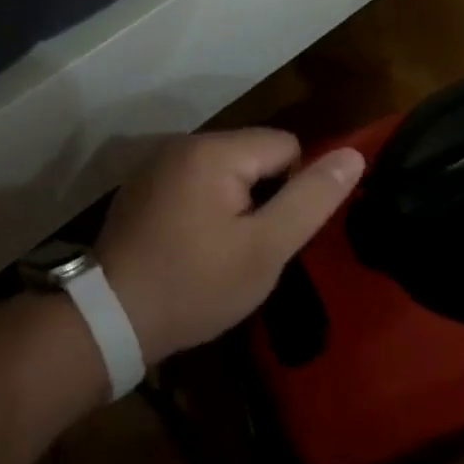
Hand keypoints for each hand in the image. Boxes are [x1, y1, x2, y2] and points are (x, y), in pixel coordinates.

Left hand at [94, 129, 365, 363]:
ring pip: (226, 169)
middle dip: (261, 195)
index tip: (268, 234)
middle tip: (244, 247)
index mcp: (214, 150)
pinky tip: (189, 245)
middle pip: (254, 154)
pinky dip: (204, 205)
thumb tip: (355, 155)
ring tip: (217, 250)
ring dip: (234, 201)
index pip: (286, 145)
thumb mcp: (265, 249)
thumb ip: (311, 198)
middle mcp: (184, 142)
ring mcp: (157, 163)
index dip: (291, 191)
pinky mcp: (142, 185)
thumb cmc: (195, 286)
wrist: (108, 321)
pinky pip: (195, 181)